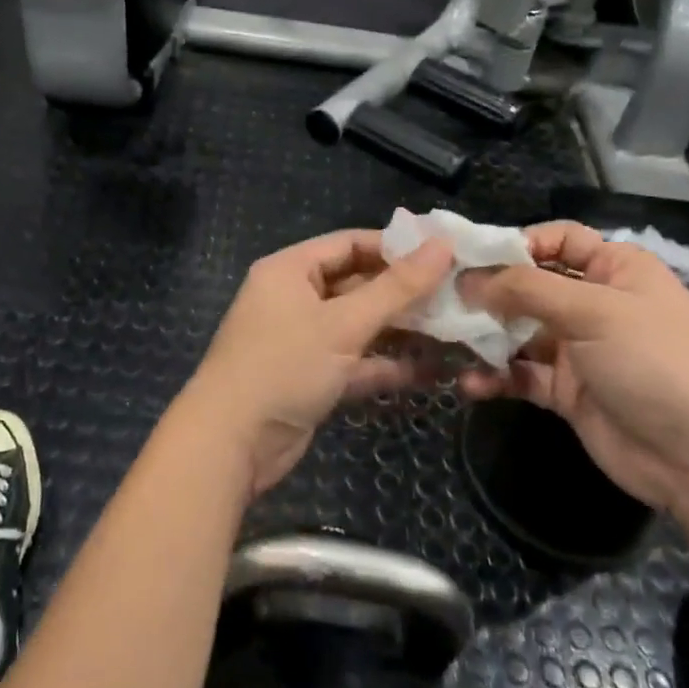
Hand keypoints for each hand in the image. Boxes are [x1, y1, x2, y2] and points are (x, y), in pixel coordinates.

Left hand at [179, 230, 454, 498]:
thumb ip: (396, 288)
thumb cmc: (284, 365)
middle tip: (457, 295)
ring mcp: (303, 340)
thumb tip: (442, 245)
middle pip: (357, 284)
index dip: (395, 247)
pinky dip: (386, 365)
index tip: (443, 254)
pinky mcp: (312, 377)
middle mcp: (295, 298)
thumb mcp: (344, 323)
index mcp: (290, 270)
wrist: (231, 444)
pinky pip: (355, 361)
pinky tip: (431, 371)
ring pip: (360, 326)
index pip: (349, 243)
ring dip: (401, 330)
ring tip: (454, 331)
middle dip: (404, 293)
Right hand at [460, 220, 688, 511]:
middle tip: (442, 297)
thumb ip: (526, 289)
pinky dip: (496, 378)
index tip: (470, 255)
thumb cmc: (653, 362)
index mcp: (615, 270)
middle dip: (489, 291)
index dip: (517, 243)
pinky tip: (469, 384)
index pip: (559, 240)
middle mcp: (595, 304)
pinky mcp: (568, 392)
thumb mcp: (592, 311)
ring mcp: (580, 350)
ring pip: (520, 332)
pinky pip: (522, 375)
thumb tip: (469, 279)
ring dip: (486, 336)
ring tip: (447, 339)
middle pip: (531, 286)